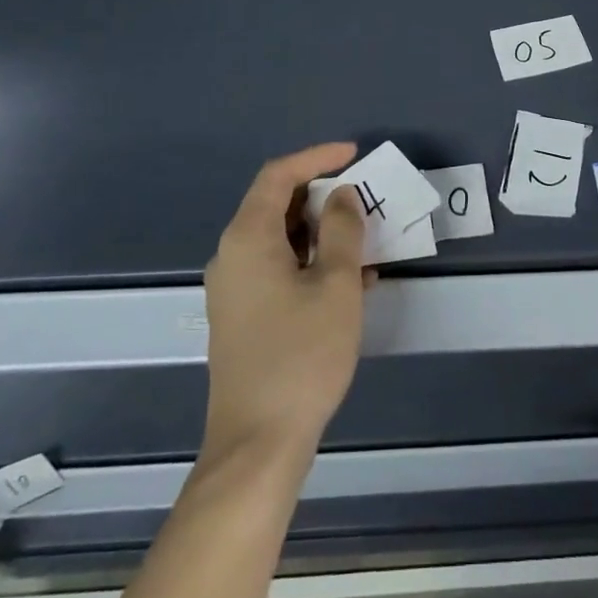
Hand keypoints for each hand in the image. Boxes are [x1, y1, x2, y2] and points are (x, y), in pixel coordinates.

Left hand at [200, 142, 368, 462]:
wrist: (257, 443)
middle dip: (323, 196)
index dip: (317, 157)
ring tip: (365, 240)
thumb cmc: (301, 355)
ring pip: (281, 239)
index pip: (279, 176)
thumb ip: (343, 230)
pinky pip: (279, 269)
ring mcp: (235, 288)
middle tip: (365, 199)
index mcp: (248, 238)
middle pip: (276, 205)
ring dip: (322, 233)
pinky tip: (350, 281)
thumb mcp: (336, 285)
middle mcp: (233, 255)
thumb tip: (342, 197)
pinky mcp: (243, 315)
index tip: (354, 155)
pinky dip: (312, 262)